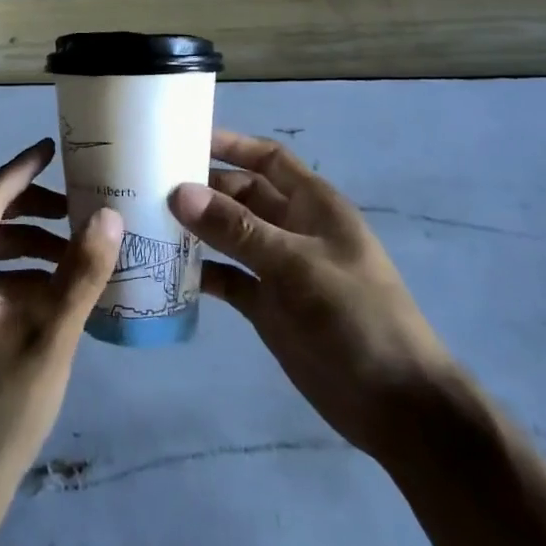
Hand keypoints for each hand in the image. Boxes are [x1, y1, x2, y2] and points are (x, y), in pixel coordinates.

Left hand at [0, 139, 123, 527]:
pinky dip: (8, 273)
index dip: (18, 171)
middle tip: (68, 205)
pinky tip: (48, 292)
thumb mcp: (49, 339)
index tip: (50, 149)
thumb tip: (108, 215)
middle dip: (22, 205)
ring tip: (68, 250)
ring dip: (19, 242)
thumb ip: (80, 274)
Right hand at [169, 129, 450, 464]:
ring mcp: (279, 269)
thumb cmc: (357, 317)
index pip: (268, 159)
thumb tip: (179, 191)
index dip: (232, 145)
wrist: (397, 406)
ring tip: (149, 222)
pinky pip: (228, 278)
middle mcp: (293, 229)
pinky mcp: (268, 307)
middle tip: (150, 184)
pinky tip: (169, 272)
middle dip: (203, 188)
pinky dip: (202, 273)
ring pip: (230, 236)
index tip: (185, 139)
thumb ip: (237, 229)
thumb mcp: (297, 265)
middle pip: (241, 195)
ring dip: (197, 229)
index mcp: (313, 205)